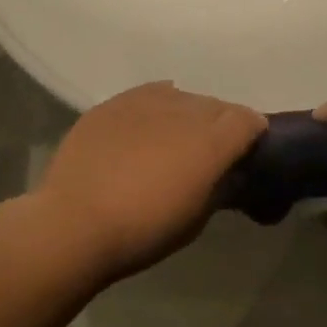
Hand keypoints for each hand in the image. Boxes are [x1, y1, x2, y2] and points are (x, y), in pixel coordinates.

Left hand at [36, 83, 265, 279]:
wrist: (74, 223)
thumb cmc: (143, 231)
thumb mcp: (195, 219)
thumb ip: (219, 188)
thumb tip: (230, 175)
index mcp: (211, 141)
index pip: (248, 120)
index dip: (252, 134)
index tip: (247, 152)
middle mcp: (184, 110)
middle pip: (216, 106)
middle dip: (220, 125)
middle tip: (210, 153)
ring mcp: (145, 101)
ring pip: (181, 97)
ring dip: (187, 114)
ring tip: (174, 139)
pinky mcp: (114, 103)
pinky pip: (147, 95)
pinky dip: (156, 107)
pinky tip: (148, 125)